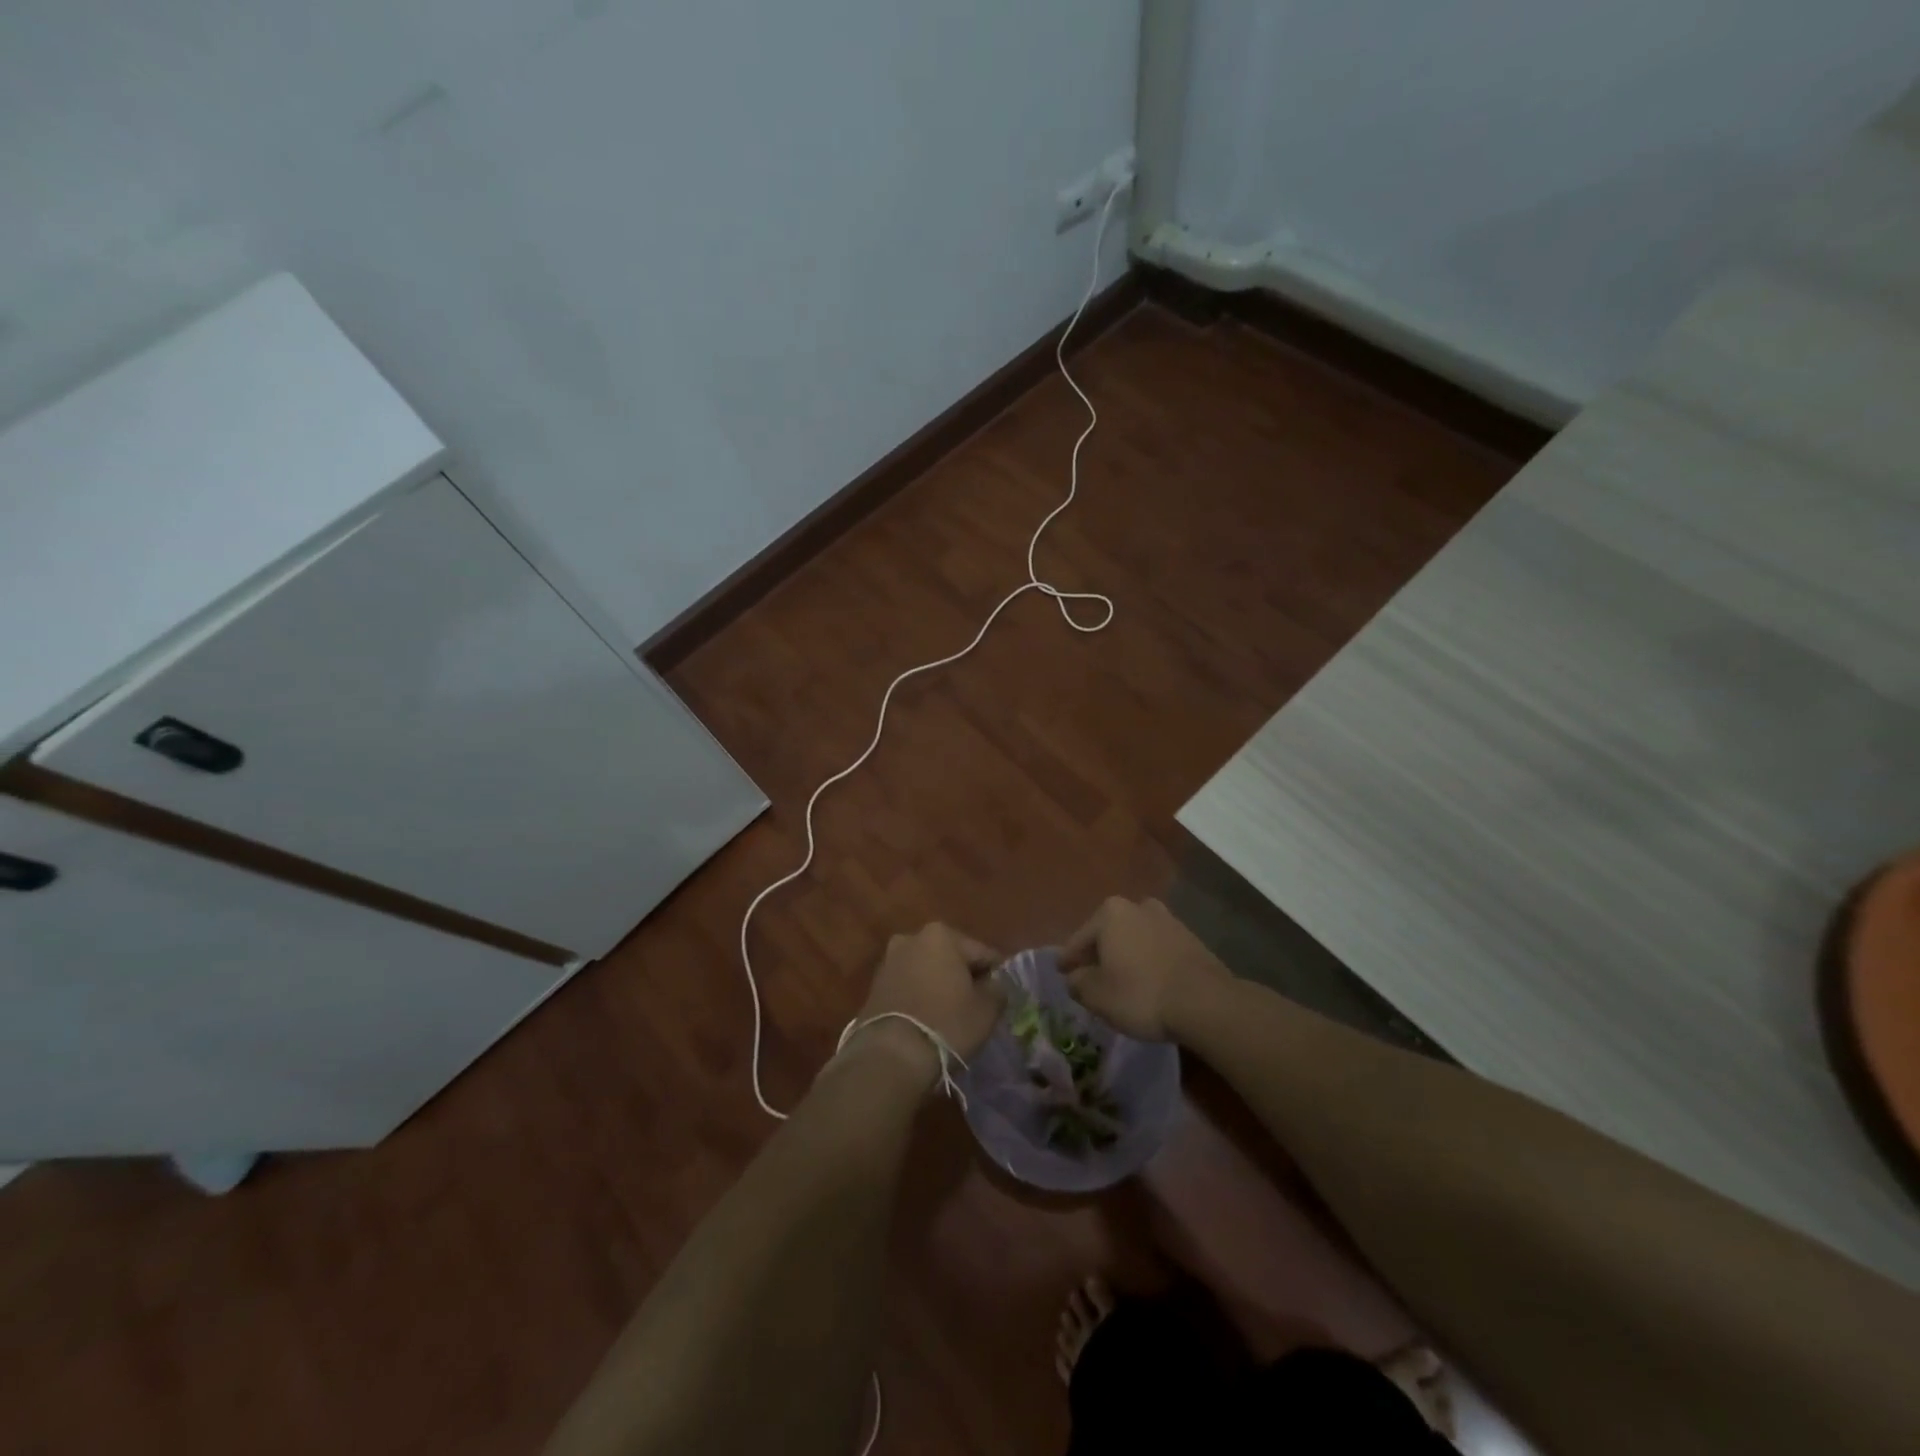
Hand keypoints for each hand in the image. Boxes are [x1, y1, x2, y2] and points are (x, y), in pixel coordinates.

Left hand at [855, 923, 1006, 1066]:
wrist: (890, 1054)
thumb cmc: (946, 1023)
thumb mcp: (987, 1009)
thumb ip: (998, 989)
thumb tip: (995, 985)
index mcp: (941, 934)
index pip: (982, 953)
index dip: (995, 975)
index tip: (1001, 995)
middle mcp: (912, 938)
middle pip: (951, 957)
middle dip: (963, 976)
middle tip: (976, 1005)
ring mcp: (889, 961)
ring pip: (927, 971)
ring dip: (939, 986)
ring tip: (950, 1015)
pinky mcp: (874, 986)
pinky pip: (908, 986)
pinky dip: (920, 997)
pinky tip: (927, 1019)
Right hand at [1059, 897, 1229, 1041]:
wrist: (1205, 1002)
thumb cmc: (1140, 994)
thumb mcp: (1096, 995)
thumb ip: (1077, 983)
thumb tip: (1075, 977)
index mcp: (1110, 913)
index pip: (1078, 940)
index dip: (1068, 960)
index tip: (1061, 972)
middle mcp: (1138, 906)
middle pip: (1108, 934)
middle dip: (1098, 954)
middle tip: (1090, 977)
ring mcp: (1167, 919)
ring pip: (1134, 939)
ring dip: (1125, 956)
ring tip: (1120, 981)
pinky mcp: (1190, 938)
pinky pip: (1156, 949)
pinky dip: (1147, 961)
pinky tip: (1147, 982)